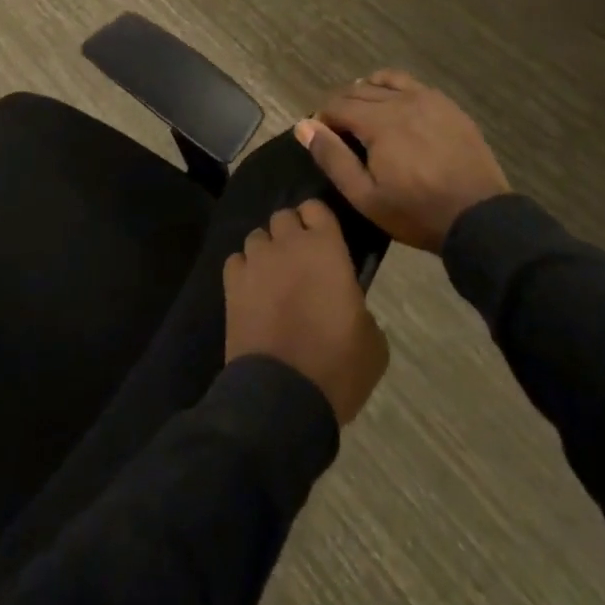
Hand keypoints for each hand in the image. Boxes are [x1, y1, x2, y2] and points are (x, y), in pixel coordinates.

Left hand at [223, 201, 388, 425]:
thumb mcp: (373, 341)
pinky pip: (236, 261)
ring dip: (266, 251)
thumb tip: (349, 305)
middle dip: (289, 233)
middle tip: (299, 261)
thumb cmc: (338, 366)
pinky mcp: (231, 284)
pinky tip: (251, 292)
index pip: (316, 208)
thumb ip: (359, 307)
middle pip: (282, 217)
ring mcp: (256, 262)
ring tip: (272, 277)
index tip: (322, 240)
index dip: (317, 221)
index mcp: (327, 248)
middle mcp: (288, 244)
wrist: (285, 396)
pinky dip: (243, 271)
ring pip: (257, 237)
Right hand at [298, 70, 510, 252]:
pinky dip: (393, 88)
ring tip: (363, 115)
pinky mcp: (447, 105)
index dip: (322, 119)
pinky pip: (411, 84)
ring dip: (366, 92)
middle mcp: (401, 100)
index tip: (321, 138)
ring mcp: (428, 98)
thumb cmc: (416, 211)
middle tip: (339, 132)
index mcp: (378, 121)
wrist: (479, 217)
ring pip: (384, 81)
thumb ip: (332, 158)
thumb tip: (304, 126)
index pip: (337, 105)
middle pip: (358, 91)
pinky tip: (394, 106)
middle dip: (341, 107)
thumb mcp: (365, 196)